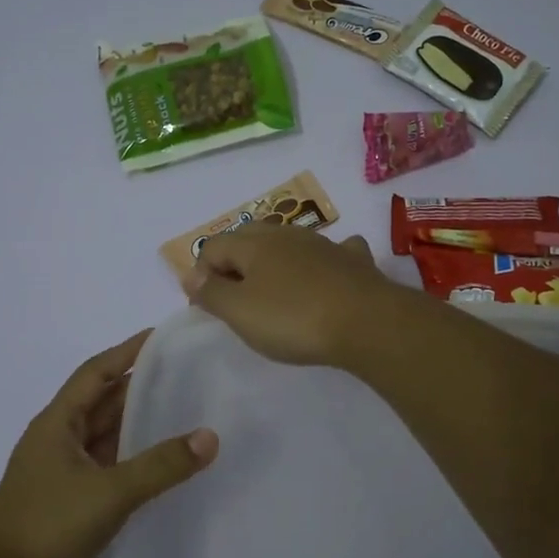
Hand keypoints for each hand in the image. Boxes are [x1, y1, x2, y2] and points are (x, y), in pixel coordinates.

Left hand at [0, 329, 217, 557]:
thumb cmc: (47, 526)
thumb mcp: (109, 491)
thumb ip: (161, 465)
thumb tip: (210, 437)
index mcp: (57, 423)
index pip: (96, 372)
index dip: (127, 351)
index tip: (161, 336)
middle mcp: (58, 439)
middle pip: (102, 401)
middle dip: (138, 385)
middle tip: (184, 373)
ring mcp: (61, 471)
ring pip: (105, 435)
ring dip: (136, 423)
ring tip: (181, 410)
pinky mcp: (68, 500)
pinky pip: (107, 465)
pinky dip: (132, 458)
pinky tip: (160, 463)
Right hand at [180, 223, 404, 367]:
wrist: (367, 322)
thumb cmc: (294, 319)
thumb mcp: (241, 312)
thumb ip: (212, 292)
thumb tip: (191, 275)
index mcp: (254, 244)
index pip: (213, 246)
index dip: (202, 274)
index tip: (206, 307)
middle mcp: (286, 235)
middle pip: (249, 237)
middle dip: (235, 261)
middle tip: (234, 297)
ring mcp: (323, 244)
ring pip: (288, 242)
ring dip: (275, 260)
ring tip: (273, 291)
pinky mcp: (354, 261)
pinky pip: (332, 252)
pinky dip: (322, 261)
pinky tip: (326, 274)